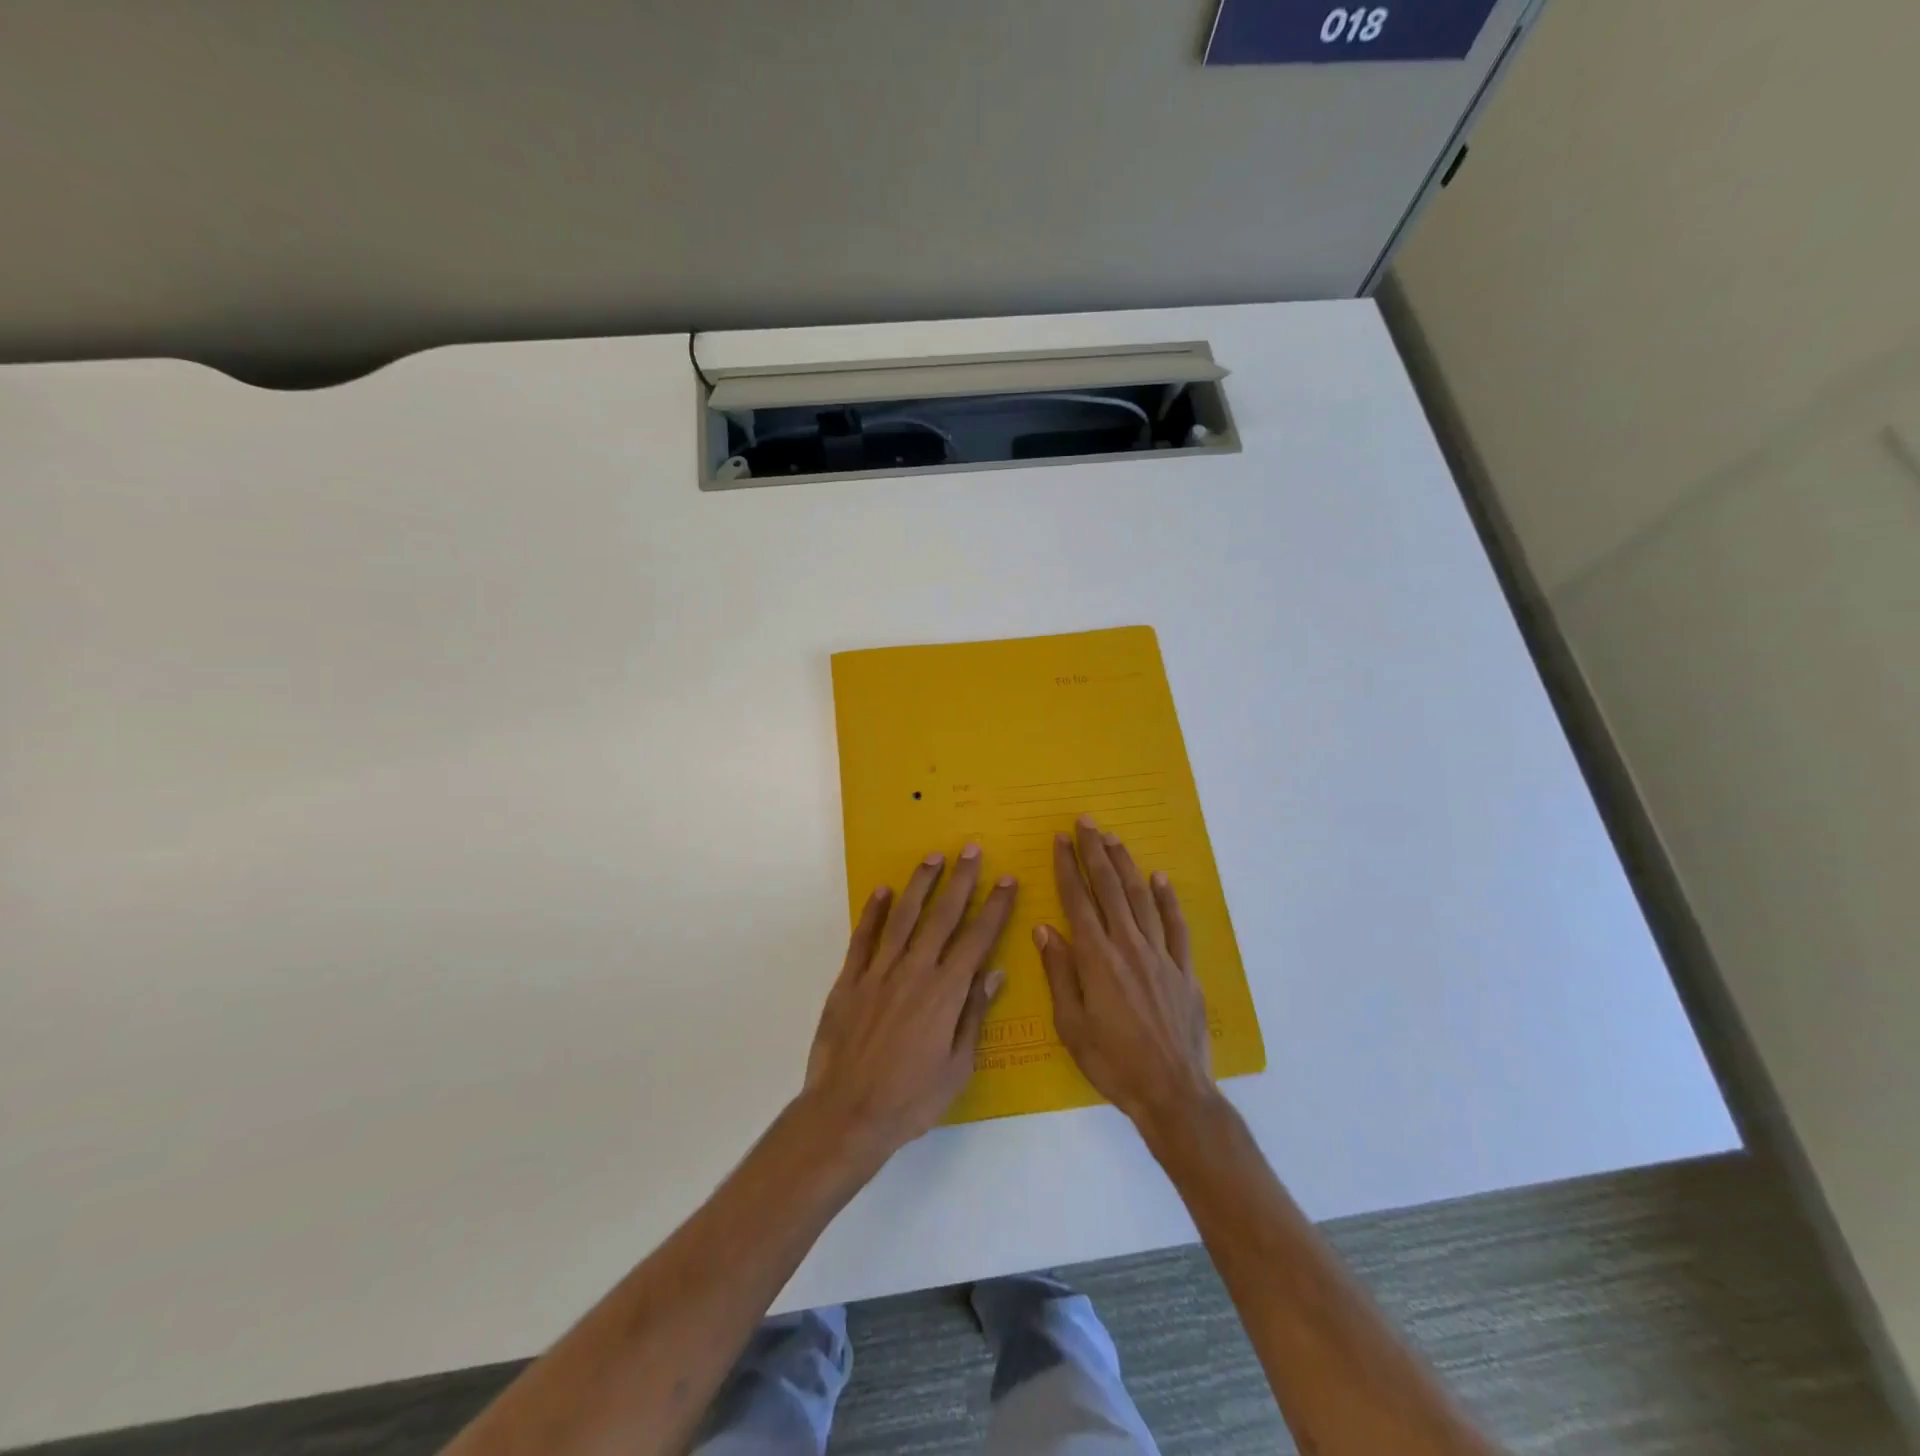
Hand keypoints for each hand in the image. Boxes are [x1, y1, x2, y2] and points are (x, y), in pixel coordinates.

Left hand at [801, 845, 1016, 1160]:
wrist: (847, 1114)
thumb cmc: (911, 1099)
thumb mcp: (957, 1066)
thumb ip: (973, 1015)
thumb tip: (995, 973)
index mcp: (945, 993)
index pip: (977, 939)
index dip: (994, 908)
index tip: (1006, 880)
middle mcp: (914, 972)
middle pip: (942, 917)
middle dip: (961, 881)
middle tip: (972, 849)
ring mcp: (878, 973)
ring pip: (904, 918)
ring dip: (920, 884)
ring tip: (933, 857)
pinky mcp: (849, 980)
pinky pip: (864, 938)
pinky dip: (873, 912)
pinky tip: (882, 891)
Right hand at [1036, 815, 1216, 1129]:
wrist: (1172, 1091)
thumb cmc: (1112, 1062)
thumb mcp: (1071, 1024)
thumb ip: (1059, 972)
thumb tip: (1044, 929)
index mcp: (1096, 958)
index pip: (1077, 900)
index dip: (1067, 867)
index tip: (1060, 840)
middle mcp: (1128, 945)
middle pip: (1109, 888)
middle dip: (1095, 852)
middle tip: (1086, 822)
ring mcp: (1160, 954)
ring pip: (1141, 897)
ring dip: (1126, 864)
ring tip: (1114, 839)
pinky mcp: (1184, 968)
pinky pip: (1176, 924)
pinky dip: (1167, 899)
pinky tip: (1160, 878)